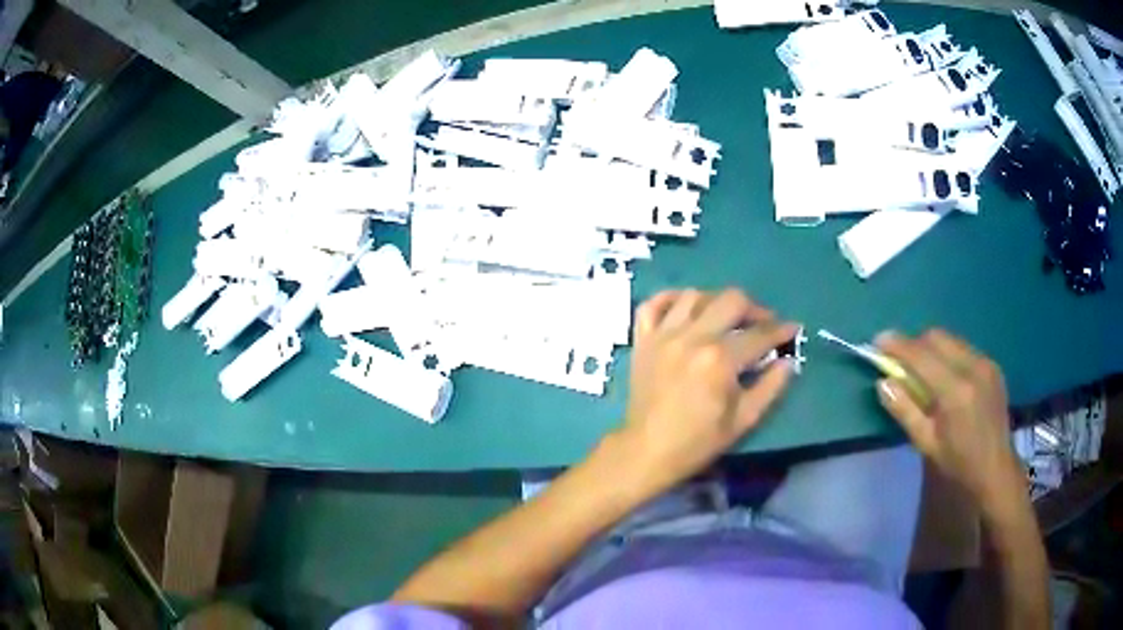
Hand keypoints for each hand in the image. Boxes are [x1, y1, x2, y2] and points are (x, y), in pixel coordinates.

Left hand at [617, 289, 799, 495]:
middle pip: (730, 300)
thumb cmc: (698, 441)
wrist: (647, 451)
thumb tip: (789, 361)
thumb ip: (770, 387)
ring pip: (694, 295)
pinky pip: (653, 304)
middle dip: (754, 309)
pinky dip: (670, 299)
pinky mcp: (642, 339)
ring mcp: (663, 335)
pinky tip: (685, 309)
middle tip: (762, 324)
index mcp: (719, 360)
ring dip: (716, 302)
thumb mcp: (743, 420)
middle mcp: (692, 338)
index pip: (759, 334)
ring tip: (724, 319)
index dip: (781, 330)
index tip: (793, 329)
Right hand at [876, 329, 1022, 509]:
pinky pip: (964, 348)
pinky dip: (948, 354)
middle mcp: (973, 368)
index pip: (921, 356)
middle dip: (915, 343)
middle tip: (900, 360)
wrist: (996, 468)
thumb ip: (905, 410)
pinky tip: (946, 377)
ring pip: (951, 340)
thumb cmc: (958, 463)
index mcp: (955, 391)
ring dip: (931, 348)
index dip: (898, 345)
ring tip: (922, 369)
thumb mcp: (926, 443)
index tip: (878, 340)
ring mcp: (986, 363)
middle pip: (937, 337)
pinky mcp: (992, 365)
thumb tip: (883, 383)